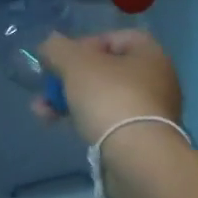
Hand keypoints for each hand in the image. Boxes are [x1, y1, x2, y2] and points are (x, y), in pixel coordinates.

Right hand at [34, 30, 182, 144]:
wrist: (138, 160)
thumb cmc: (110, 98)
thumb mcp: (75, 64)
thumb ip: (58, 48)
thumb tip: (51, 45)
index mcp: (149, 54)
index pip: (114, 38)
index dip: (84, 43)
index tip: (62, 59)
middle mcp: (156, 80)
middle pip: (105, 70)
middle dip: (69, 78)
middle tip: (46, 87)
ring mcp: (150, 113)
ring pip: (102, 98)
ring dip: (69, 101)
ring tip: (41, 112)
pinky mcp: (141, 140)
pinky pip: (107, 122)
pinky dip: (83, 121)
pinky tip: (58, 126)